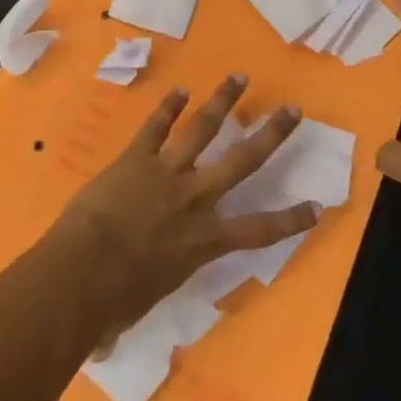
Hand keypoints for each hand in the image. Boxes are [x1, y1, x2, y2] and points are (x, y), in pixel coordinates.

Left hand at [49, 75, 318, 336]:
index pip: (260, 230)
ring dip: (222, 101)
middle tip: (292, 109)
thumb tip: (115, 324)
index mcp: (205, 241)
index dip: (291, 220)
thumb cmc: (117, 299)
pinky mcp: (137, 157)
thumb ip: (150, 286)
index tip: (317, 206)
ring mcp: (168, 172)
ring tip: (238, 76)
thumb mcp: (148, 297)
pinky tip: (179, 90)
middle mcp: (196, 198)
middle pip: (243, 160)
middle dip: (271, 134)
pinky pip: (156, 127)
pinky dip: (167, 107)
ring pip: (203, 129)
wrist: (84, 270)